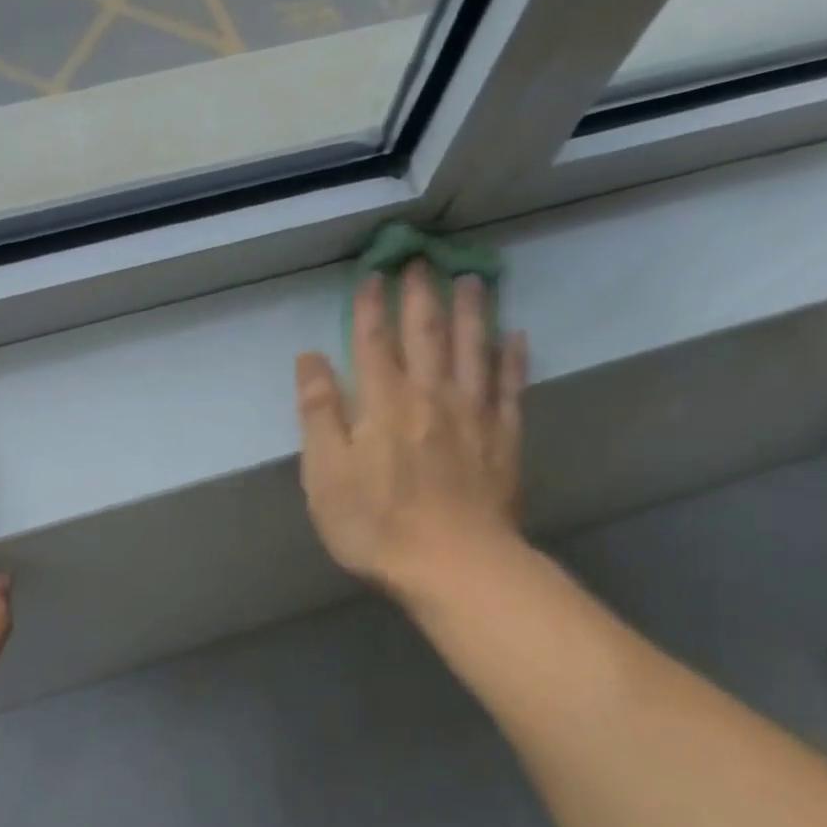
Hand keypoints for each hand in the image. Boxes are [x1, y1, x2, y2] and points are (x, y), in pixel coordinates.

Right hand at [294, 267, 527, 601]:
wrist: (454, 566)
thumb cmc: (375, 523)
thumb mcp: (325, 472)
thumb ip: (318, 412)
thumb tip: (309, 359)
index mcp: (383, 402)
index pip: (373, 342)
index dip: (370, 307)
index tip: (373, 275)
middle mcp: (430, 396)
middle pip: (427, 334)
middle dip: (421, 296)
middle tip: (423, 261)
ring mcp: (473, 416)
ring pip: (473, 350)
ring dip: (472, 312)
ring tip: (472, 280)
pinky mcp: (504, 440)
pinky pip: (510, 388)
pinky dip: (512, 359)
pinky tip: (516, 337)